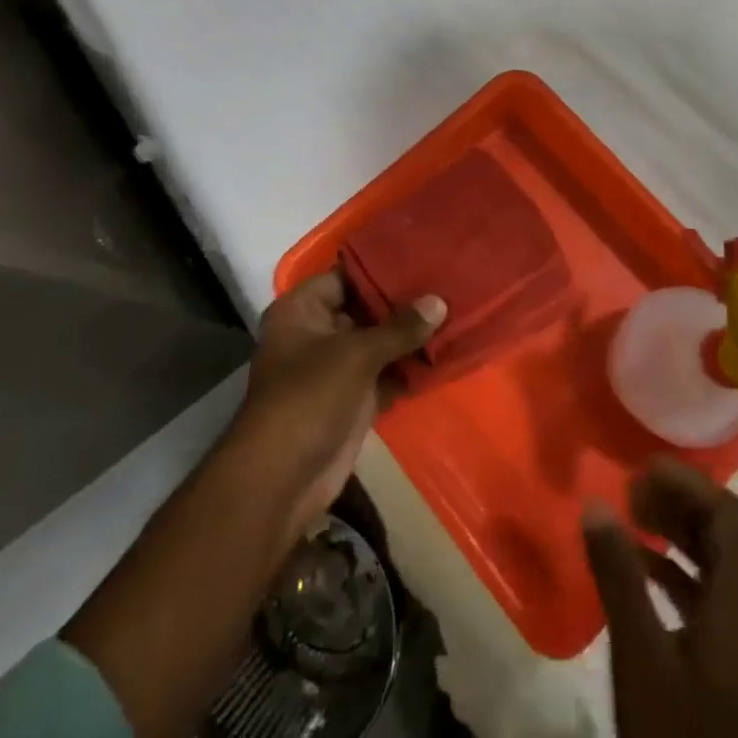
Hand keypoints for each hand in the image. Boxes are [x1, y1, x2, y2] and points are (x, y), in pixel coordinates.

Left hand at [227, 271, 445, 539]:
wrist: (283, 480)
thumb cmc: (309, 397)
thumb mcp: (356, 354)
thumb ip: (399, 327)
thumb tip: (440, 301)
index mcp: (302, 310)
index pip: (345, 275)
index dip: (381, 267)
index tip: (421, 257)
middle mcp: (315, 333)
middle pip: (364, 309)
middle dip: (402, 302)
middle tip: (446, 283)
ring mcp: (334, 369)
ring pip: (377, 343)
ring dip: (409, 336)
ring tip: (454, 311)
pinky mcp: (351, 400)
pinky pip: (385, 374)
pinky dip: (408, 368)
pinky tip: (445, 354)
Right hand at [582, 459, 737, 737]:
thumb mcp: (640, 657)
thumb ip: (618, 576)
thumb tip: (595, 502)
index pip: (729, 517)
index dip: (689, 483)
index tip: (642, 468)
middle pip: (724, 536)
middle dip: (679, 503)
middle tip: (628, 490)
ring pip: (716, 565)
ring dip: (676, 534)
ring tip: (629, 518)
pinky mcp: (730, 668)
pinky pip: (708, 597)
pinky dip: (675, 571)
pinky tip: (638, 568)